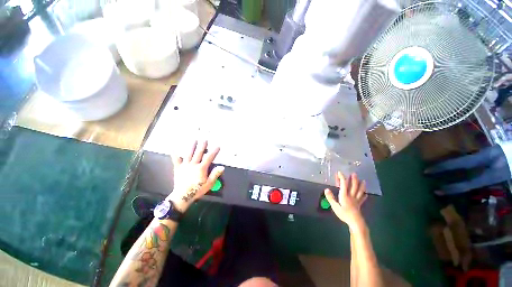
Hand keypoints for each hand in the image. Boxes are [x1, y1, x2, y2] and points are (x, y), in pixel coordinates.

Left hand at [166, 140, 224, 211]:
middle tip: (204, 140)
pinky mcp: (178, 168)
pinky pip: (176, 159)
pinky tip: (173, 148)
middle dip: (202, 146)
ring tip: (194, 140)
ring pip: (189, 154)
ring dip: (192, 146)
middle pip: (199, 153)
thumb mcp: (209, 184)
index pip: (209, 158)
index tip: (217, 147)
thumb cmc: (197, 190)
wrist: (182, 196)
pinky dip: (174, 153)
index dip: (214, 152)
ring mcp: (185, 165)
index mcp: (201, 168)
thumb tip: (221, 167)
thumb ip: (215, 174)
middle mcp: (193, 165)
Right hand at [324, 172, 366, 228]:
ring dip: (361, 185)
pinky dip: (364, 195)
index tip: (339, 172)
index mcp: (344, 195)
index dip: (342, 177)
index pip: (343, 184)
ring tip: (363, 181)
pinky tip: (366, 194)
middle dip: (353, 179)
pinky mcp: (359, 205)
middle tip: (354, 173)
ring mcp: (356, 200)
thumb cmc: (344, 214)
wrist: (355, 222)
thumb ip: (330, 198)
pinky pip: (362, 199)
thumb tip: (326, 189)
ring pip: (359, 191)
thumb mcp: (335, 206)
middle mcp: (351, 196)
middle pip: (353, 186)